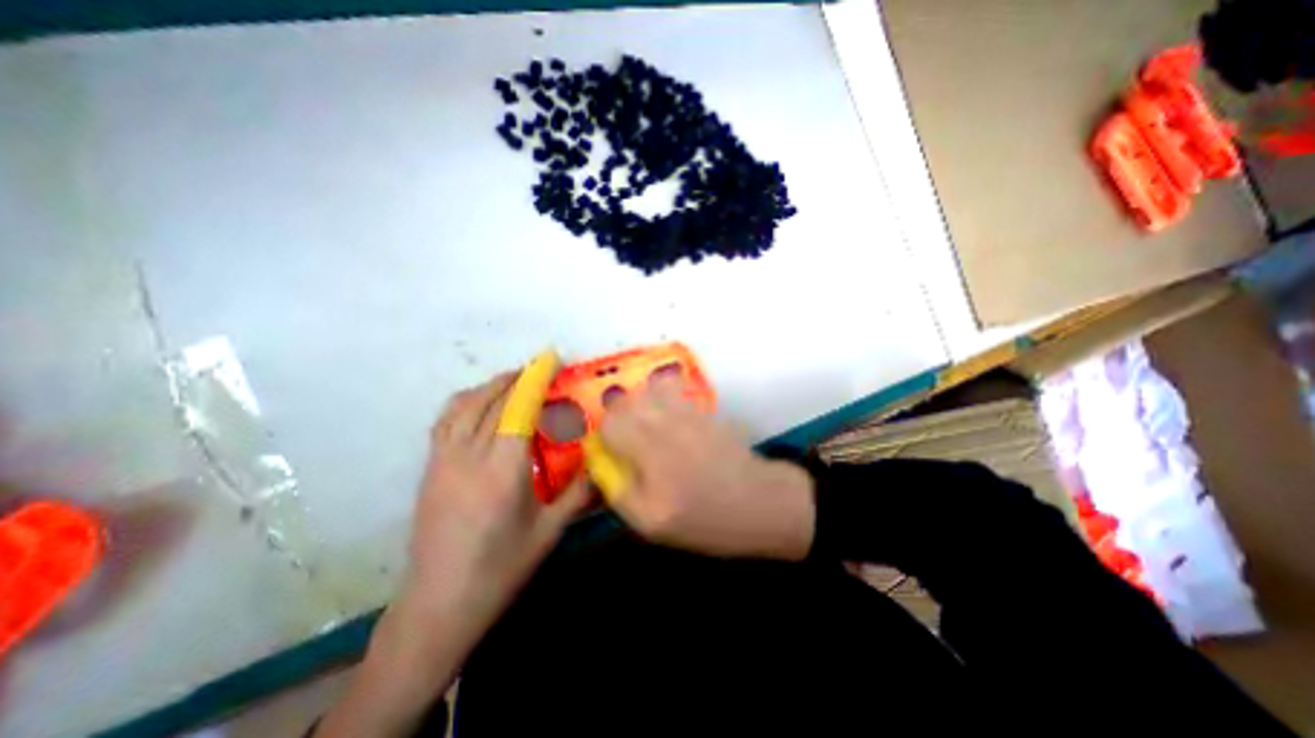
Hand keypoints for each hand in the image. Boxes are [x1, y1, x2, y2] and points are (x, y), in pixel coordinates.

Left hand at [402, 371, 592, 629]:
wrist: (439, 604)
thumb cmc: (500, 569)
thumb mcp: (549, 532)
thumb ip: (578, 492)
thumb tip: (602, 464)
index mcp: (502, 470)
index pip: (518, 408)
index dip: (535, 379)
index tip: (550, 358)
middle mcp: (469, 456)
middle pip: (491, 400)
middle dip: (517, 377)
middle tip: (539, 368)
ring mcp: (443, 460)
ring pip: (463, 405)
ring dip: (490, 385)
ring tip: (513, 380)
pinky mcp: (430, 468)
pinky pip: (446, 420)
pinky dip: (466, 401)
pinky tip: (480, 404)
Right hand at [599, 376, 818, 561]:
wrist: (758, 502)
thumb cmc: (704, 518)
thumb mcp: (651, 523)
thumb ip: (618, 490)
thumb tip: (600, 462)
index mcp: (649, 451)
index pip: (611, 423)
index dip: (603, 433)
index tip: (608, 449)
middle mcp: (665, 422)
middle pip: (627, 399)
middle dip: (617, 414)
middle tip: (623, 436)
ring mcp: (687, 411)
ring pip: (649, 388)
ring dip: (639, 401)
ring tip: (643, 422)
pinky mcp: (703, 408)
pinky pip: (674, 388)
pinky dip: (661, 393)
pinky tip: (667, 415)